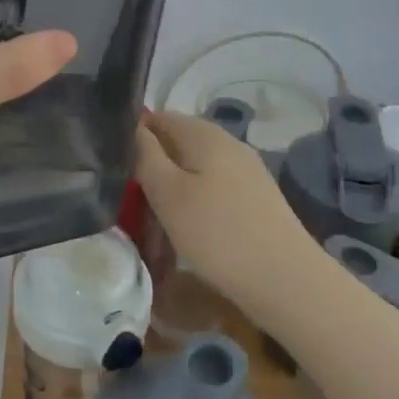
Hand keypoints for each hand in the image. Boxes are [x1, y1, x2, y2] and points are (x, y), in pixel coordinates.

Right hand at [133, 110, 318, 308]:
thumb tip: (133, 128)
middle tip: (129, 201)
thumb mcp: (168, 193)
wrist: (285, 280)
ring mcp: (246, 170)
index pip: (158, 118)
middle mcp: (228, 143)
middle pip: (177, 144)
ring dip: (172, 190)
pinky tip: (187, 232)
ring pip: (195, 170)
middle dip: (152, 167)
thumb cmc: (218, 233)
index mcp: (204, 133)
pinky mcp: (255, 198)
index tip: (113, 167)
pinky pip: (213, 190)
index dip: (132, 137)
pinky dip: (194, 205)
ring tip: (154, 223)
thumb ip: (146, 155)